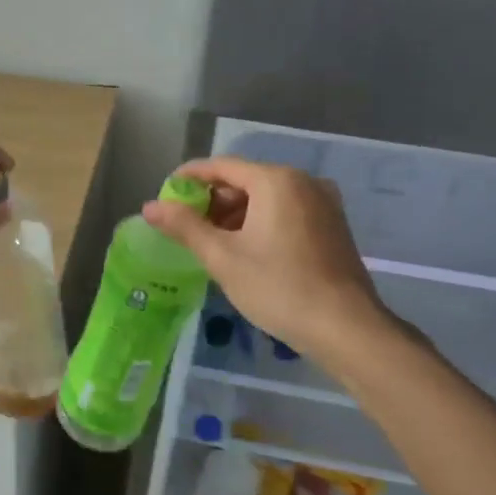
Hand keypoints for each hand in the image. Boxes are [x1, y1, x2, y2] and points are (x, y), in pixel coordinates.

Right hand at [141, 156, 389, 355]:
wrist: (345, 328)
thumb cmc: (278, 287)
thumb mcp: (222, 257)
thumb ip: (184, 226)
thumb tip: (150, 206)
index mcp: (276, 180)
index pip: (221, 166)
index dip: (189, 178)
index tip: (165, 195)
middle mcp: (303, 181)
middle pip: (245, 179)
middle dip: (212, 200)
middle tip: (186, 227)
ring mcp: (323, 202)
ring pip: (266, 197)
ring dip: (235, 214)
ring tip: (212, 243)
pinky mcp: (332, 225)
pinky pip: (286, 211)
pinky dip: (260, 222)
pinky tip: (246, 250)